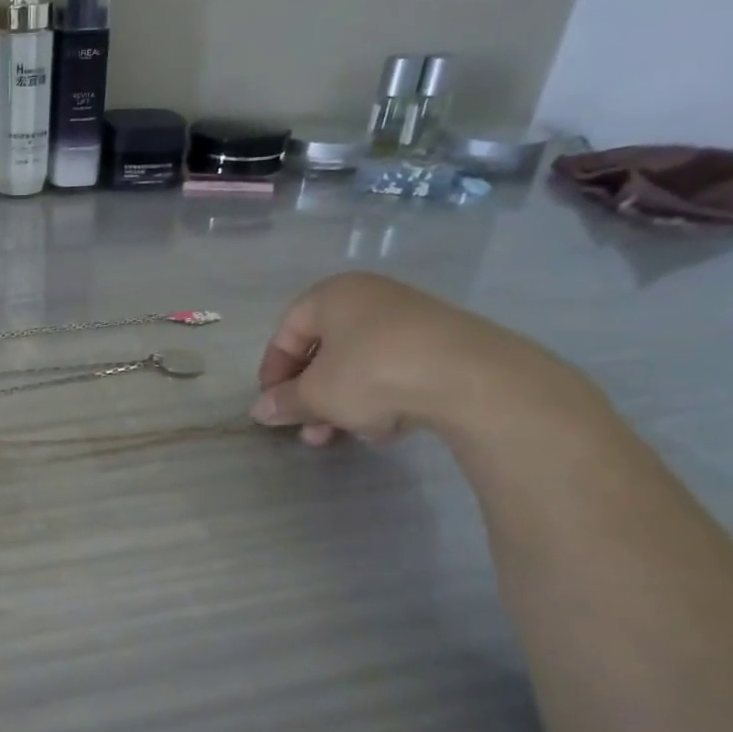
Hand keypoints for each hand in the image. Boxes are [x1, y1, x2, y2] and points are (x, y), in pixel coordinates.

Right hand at [250, 273, 549, 444]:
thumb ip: (284, 402)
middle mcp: (369, 298)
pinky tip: (386, 428)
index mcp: (332, 296)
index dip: (272, 372)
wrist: (472, 378)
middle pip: (324, 351)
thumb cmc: (372, 373)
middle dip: (312, 396)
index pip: (285, 332)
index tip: (273, 406)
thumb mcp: (316, 395)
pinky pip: (395, 370)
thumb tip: (260, 411)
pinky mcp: (443, 343)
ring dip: (344, 403)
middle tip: (308, 429)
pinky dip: (382, 398)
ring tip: (346, 435)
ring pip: (359, 365)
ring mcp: (410, 319)